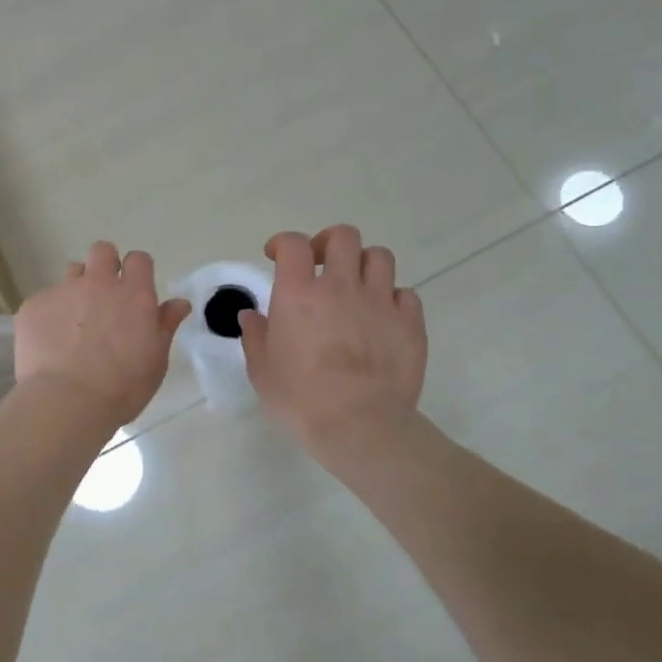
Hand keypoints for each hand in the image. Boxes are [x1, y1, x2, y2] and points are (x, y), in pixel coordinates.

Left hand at [14, 242, 191, 428]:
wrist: (67, 402)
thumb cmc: (122, 387)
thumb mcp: (156, 360)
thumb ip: (165, 325)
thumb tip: (179, 303)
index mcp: (133, 294)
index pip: (138, 259)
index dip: (137, 271)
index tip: (135, 291)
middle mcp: (98, 283)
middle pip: (102, 251)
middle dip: (105, 265)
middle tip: (105, 298)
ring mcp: (62, 292)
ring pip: (72, 271)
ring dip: (77, 287)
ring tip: (75, 321)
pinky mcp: (32, 307)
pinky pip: (44, 300)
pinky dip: (50, 315)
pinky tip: (50, 343)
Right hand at [239, 226, 426, 454]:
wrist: (358, 425)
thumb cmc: (300, 399)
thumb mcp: (262, 371)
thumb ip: (255, 337)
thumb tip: (251, 315)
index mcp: (298, 294)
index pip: (293, 244)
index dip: (283, 243)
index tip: (276, 256)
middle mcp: (340, 286)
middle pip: (343, 236)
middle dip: (329, 243)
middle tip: (320, 264)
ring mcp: (380, 302)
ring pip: (380, 256)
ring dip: (364, 265)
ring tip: (356, 286)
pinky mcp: (410, 323)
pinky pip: (406, 294)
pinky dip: (393, 298)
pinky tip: (383, 317)